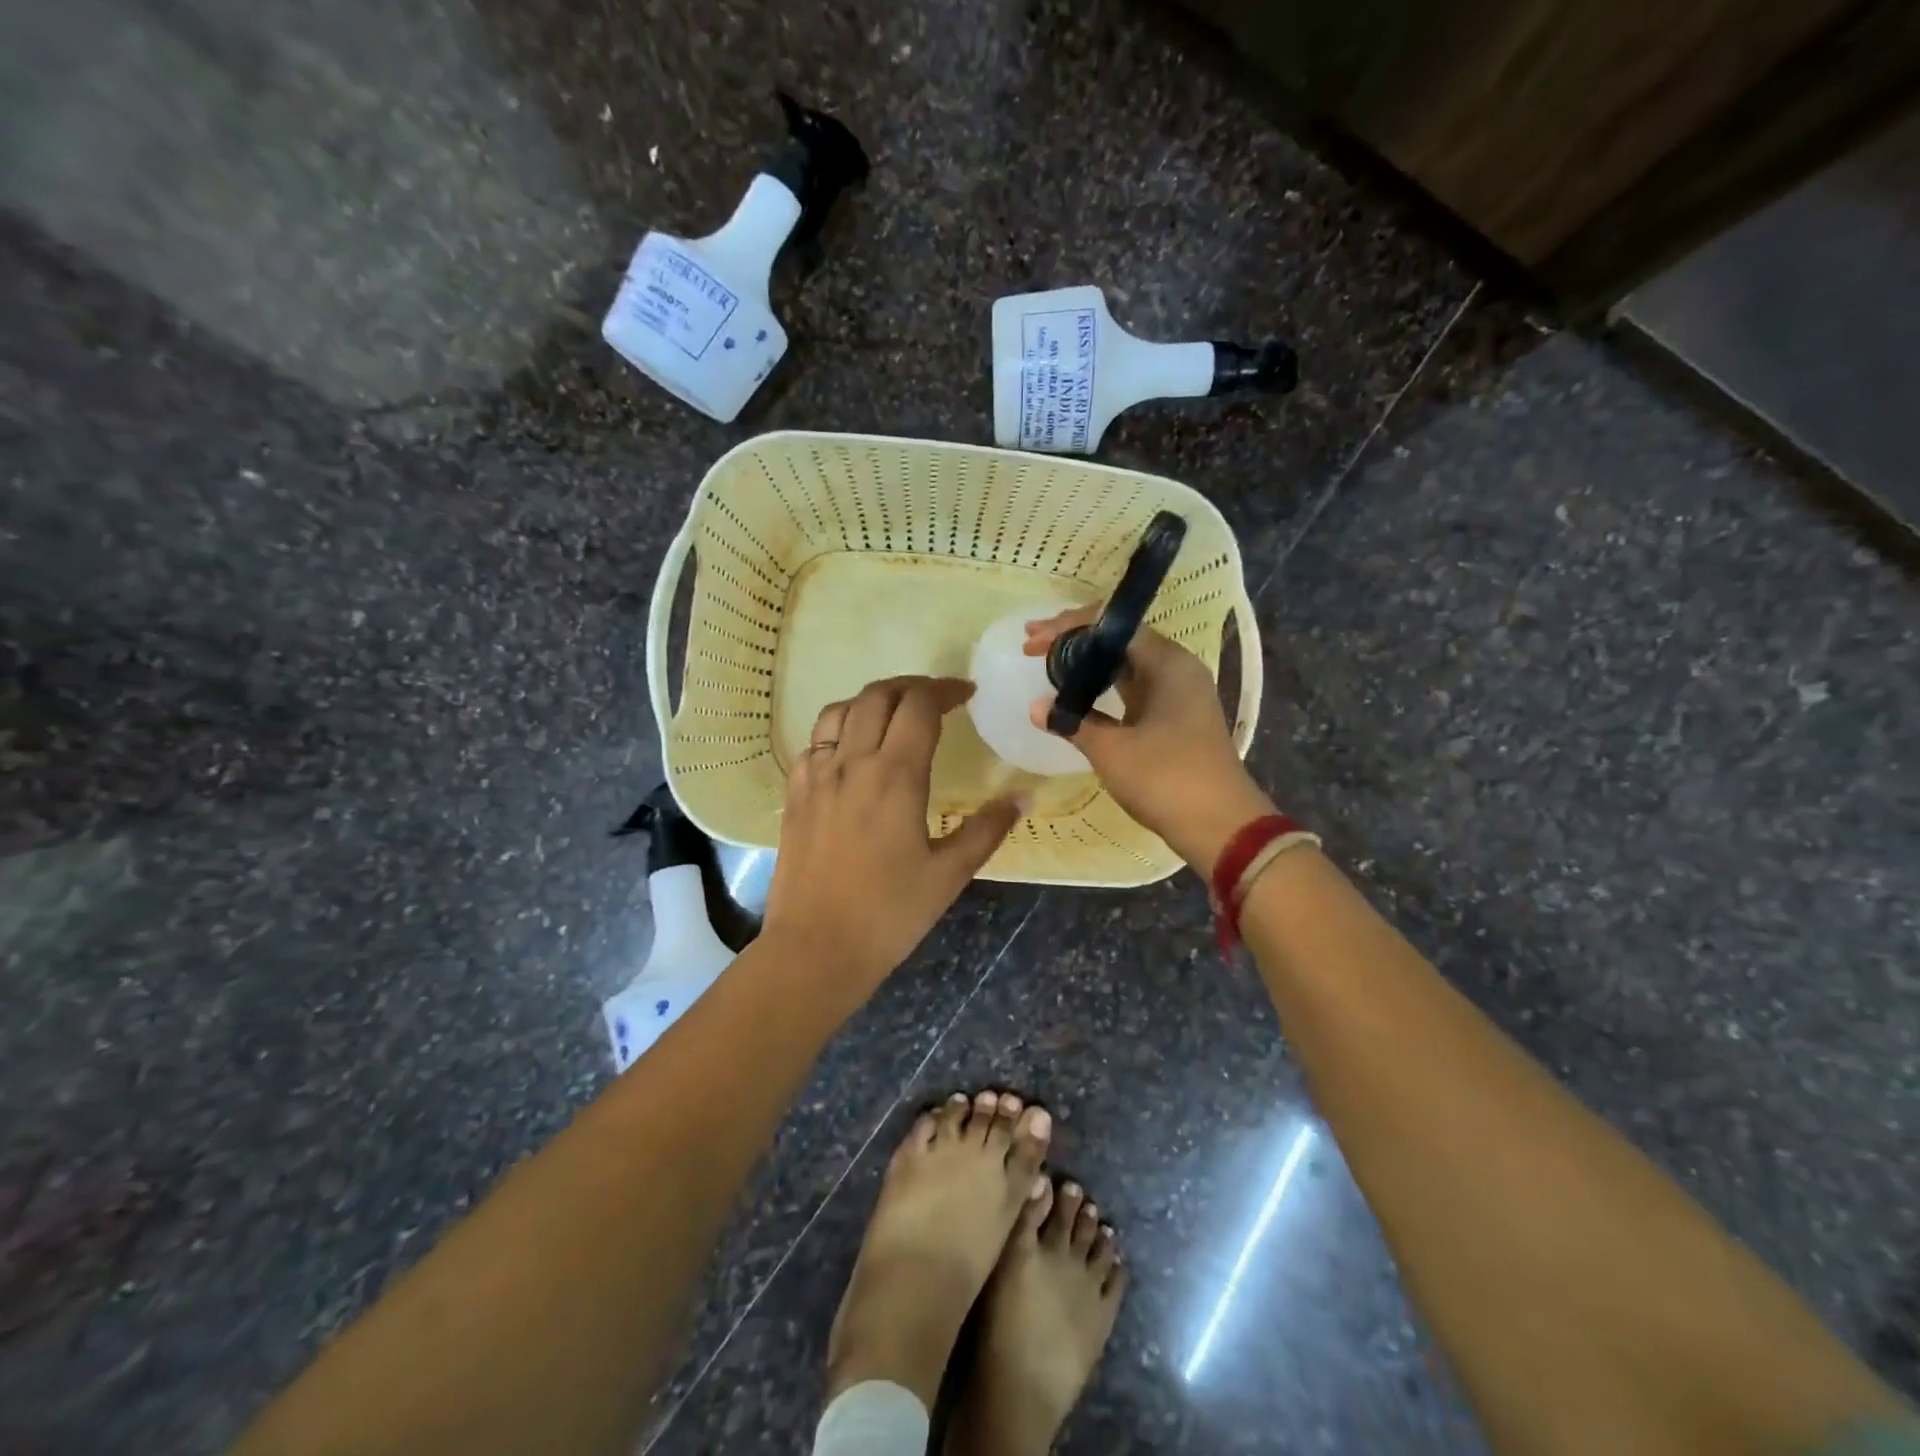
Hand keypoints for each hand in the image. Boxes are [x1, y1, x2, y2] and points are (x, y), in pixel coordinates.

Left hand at [762, 676, 1020, 1003]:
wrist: (814, 950)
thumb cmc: (889, 915)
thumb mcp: (949, 876)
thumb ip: (987, 830)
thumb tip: (1022, 798)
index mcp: (894, 776)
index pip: (919, 706)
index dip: (944, 691)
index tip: (965, 695)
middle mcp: (851, 764)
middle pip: (877, 696)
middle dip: (910, 687)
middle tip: (935, 699)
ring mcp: (816, 777)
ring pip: (839, 710)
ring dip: (871, 700)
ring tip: (893, 714)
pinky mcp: (795, 795)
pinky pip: (814, 742)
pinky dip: (838, 729)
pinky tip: (851, 751)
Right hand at [1025, 608, 1273, 875]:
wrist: (1221, 827)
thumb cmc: (1167, 780)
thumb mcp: (1112, 750)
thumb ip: (1072, 722)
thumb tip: (1036, 707)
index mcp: (1168, 663)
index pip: (1112, 626)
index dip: (1068, 627)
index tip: (1032, 641)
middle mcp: (1176, 669)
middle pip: (1119, 639)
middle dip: (1074, 639)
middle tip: (1033, 644)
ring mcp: (1178, 694)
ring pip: (1125, 664)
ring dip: (1087, 663)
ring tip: (1047, 662)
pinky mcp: (1174, 717)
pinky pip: (1133, 688)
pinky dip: (1102, 687)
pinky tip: (1076, 696)